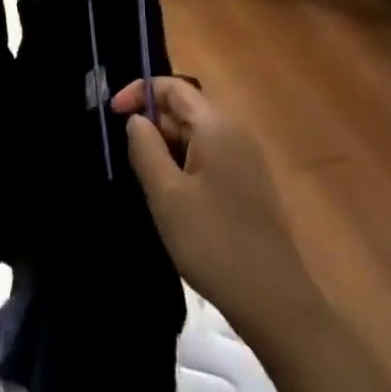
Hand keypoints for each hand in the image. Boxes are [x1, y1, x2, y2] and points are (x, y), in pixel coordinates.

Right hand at [112, 77, 314, 333]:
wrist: (276, 305)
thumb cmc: (215, 243)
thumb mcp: (166, 195)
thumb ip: (145, 148)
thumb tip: (137, 119)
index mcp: (216, 126)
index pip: (173, 86)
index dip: (140, 92)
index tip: (114, 115)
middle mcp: (235, 133)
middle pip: (185, 109)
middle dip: (153, 124)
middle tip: (127, 155)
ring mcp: (246, 160)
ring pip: (196, 136)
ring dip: (167, 147)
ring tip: (146, 179)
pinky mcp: (249, 186)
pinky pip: (209, 158)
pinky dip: (185, 165)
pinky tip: (174, 199)